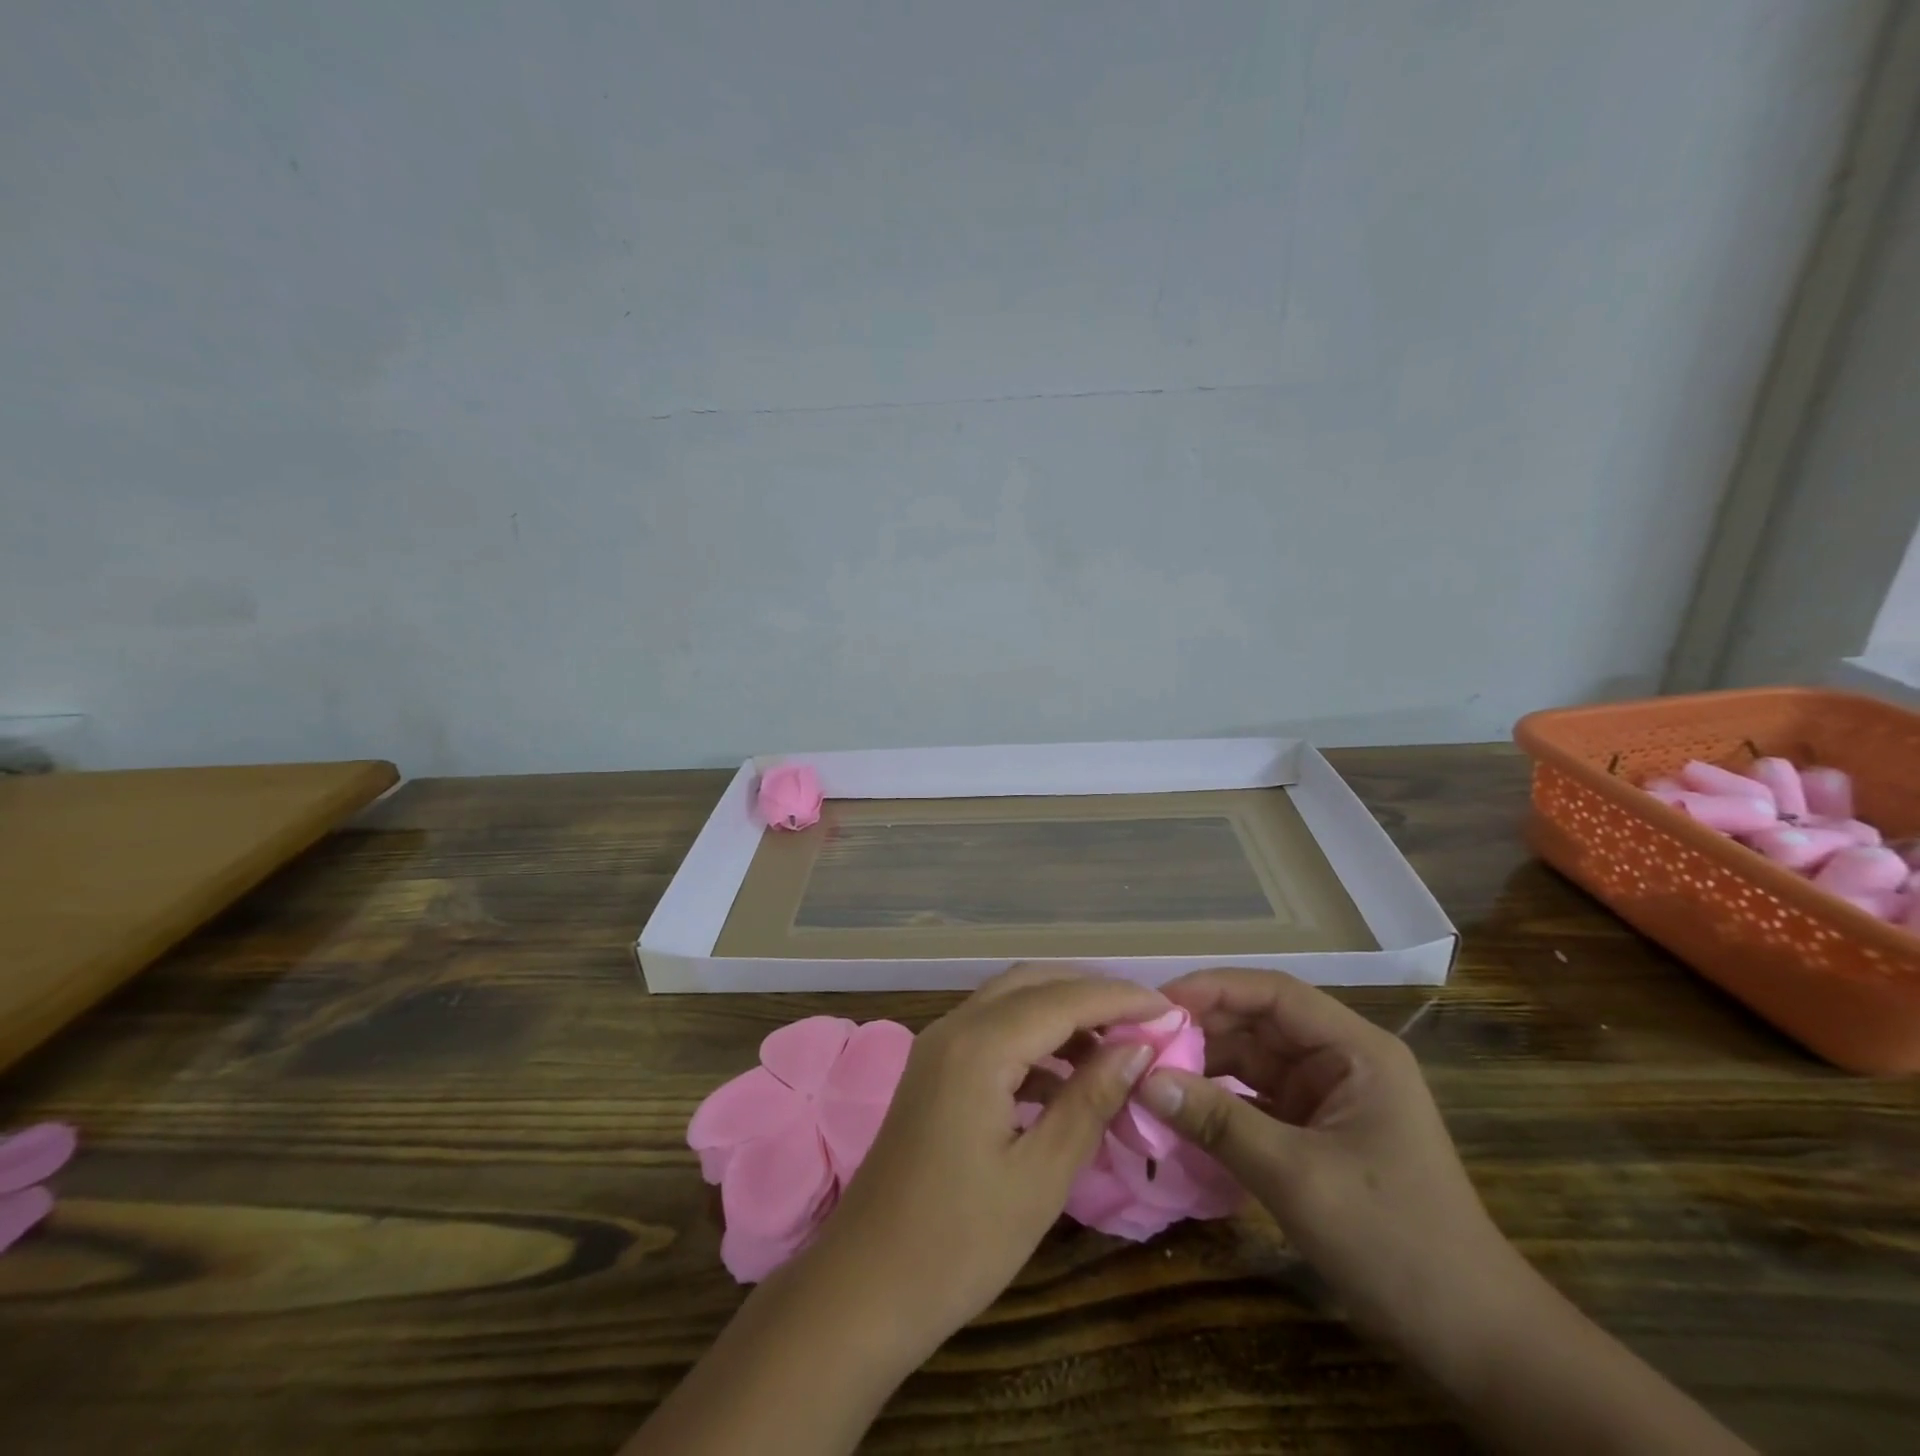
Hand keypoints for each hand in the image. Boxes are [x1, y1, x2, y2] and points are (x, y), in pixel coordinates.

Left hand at [803, 965, 1167, 1362]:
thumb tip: (1136, 1049)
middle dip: (1091, 994)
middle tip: (1145, 1022)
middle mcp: (955, 1027)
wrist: (865, 1286)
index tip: (1170, 1010)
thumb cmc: (959, 1242)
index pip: (1063, 1000)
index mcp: (979, 1046)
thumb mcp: (1041, 1177)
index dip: (1120, 999)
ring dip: (1061, 1013)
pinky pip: (991, 1030)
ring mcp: (938, 1045)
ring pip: (1010, 1002)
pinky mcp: (933, 1068)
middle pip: (1033, 984)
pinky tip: (1065, 1076)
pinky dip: (1033, 1038)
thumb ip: (1089, 1101)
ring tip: (1116, 1048)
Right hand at [1135, 968, 1507, 1353]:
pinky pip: (1255, 1098)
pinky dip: (1219, 1101)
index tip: (1155, 1004)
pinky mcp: (1316, 1131)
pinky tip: (1179, 1110)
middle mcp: (1340, 1060)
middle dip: (1200, 1029)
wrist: (1474, 1341)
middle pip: (1258, 1022)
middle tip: (1140, 1043)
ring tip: (1149, 1073)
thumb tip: (1144, 1080)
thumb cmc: (1395, 1243)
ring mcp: (1328, 1096)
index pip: (1273, 993)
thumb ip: (1218, 1122)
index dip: (1212, 989)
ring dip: (1203, 1065)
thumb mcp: (1298, 1178)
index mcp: (1355, 1050)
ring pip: (1252, 1059)